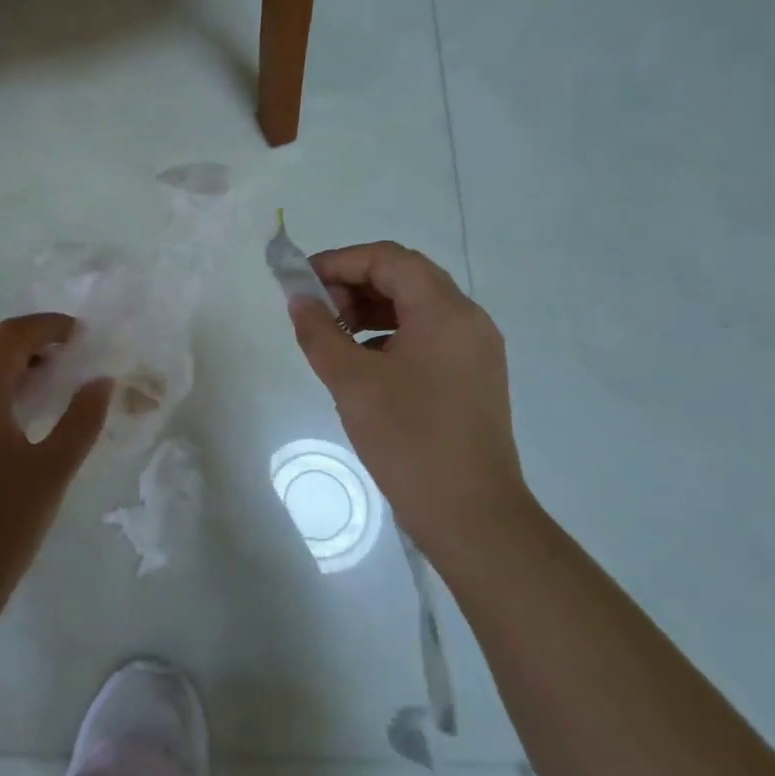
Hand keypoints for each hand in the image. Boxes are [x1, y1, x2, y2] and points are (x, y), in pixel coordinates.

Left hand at [0, 313, 112, 625]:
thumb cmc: (2, 525)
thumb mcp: (53, 471)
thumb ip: (81, 420)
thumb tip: (100, 381)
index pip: (10, 335)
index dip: (47, 325)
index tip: (81, 336)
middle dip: (25, 338)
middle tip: (64, 356)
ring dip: (7, 361)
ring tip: (49, 385)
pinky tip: (22, 418)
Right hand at [288, 242, 530, 564]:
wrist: (472, 515)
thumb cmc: (409, 439)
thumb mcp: (351, 382)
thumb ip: (319, 332)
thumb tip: (299, 299)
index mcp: (445, 311)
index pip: (388, 259)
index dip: (340, 261)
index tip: (301, 282)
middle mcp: (468, 320)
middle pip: (405, 277)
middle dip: (354, 284)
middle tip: (317, 311)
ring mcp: (475, 350)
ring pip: (417, 307)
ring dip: (371, 309)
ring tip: (334, 335)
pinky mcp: (474, 377)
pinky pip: (428, 336)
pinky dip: (391, 335)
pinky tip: (363, 364)